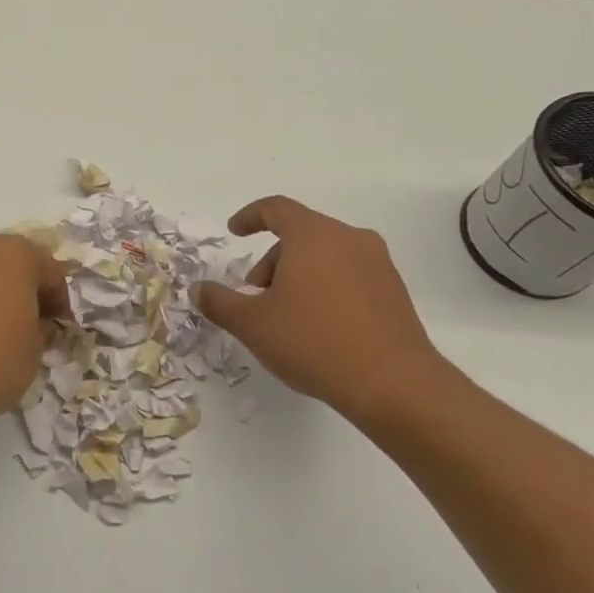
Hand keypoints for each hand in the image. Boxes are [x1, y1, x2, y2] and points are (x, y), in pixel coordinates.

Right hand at [195, 196, 444, 421]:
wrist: (393, 383)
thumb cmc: (313, 341)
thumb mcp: (252, 324)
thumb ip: (219, 302)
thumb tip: (199, 290)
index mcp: (313, 235)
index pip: (276, 209)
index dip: (250, 217)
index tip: (234, 232)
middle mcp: (349, 238)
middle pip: (300, 234)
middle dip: (271, 259)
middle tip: (255, 294)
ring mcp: (378, 264)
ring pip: (326, 254)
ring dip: (298, 274)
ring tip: (286, 314)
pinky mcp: (394, 291)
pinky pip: (349, 274)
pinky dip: (326, 287)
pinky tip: (318, 325)